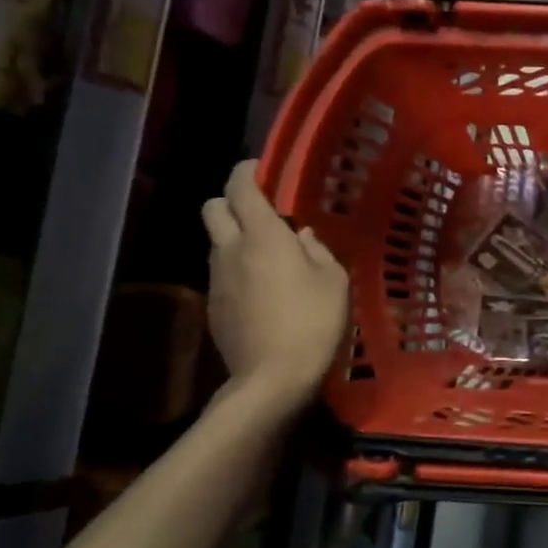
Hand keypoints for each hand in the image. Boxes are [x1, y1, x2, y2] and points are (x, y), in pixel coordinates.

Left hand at [202, 160, 349, 416]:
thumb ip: (318, 250)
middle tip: (263, 213)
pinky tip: (264, 291)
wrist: (272, 379)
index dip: (249, 170)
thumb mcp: (334, 281)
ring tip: (270, 256)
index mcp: (262, 235)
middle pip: (213, 207)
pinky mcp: (213, 306)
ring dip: (236, 238)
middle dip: (233, 202)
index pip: (240, 186)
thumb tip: (301, 236)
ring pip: (217, 242)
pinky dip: (238, 270)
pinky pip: (222, 273)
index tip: (263, 169)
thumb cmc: (313, 322)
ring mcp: (216, 279)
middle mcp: (231, 249)